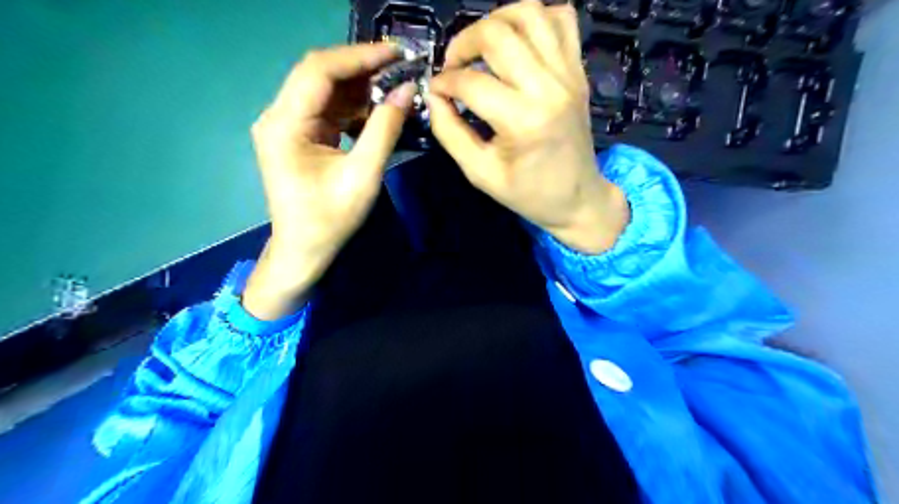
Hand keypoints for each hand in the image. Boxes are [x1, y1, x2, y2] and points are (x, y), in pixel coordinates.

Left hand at [243, 44, 417, 318]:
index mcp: (285, 124)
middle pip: (319, 75)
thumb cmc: (330, 219)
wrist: (304, 250)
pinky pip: (327, 110)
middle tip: (400, 66)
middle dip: (361, 68)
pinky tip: (377, 110)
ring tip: (394, 86)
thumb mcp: (363, 175)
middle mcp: (279, 116)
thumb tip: (407, 91)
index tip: (396, 53)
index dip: (358, 56)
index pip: (319, 71)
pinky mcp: (299, 136)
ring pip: (325, 90)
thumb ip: (384, 130)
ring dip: (359, 87)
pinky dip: (353, 107)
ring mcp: (287, 125)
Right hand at [426, 2, 625, 256]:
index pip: (471, 82)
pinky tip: (518, 41)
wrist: (577, 198)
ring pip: (531, 13)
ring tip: (482, 46)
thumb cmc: (527, 192)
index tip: (435, 91)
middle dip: (463, 42)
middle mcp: (548, 87)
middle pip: (497, 33)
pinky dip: (535, 19)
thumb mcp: (480, 172)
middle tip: (454, 65)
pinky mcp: (578, 70)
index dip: (443, 82)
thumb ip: (449, 132)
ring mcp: (568, 74)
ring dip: (497, 20)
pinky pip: (562, 19)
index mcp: (522, 120)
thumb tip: (434, 96)